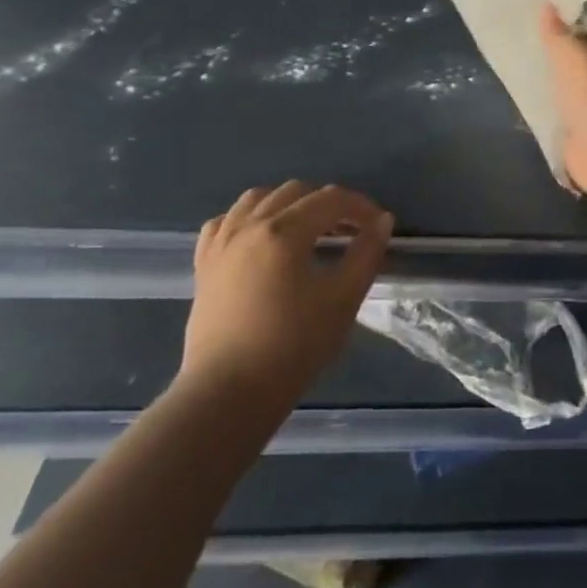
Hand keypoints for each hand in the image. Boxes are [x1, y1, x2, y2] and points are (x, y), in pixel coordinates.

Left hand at [180, 181, 392, 413]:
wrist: (228, 395)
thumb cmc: (293, 346)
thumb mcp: (343, 299)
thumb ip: (367, 253)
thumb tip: (381, 221)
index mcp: (284, 231)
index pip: (331, 199)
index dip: (360, 207)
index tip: (377, 226)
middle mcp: (250, 226)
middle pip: (297, 192)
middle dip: (328, 204)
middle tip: (348, 231)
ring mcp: (221, 243)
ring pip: (258, 198)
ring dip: (289, 204)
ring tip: (307, 229)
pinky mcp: (204, 265)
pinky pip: (226, 221)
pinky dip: (249, 218)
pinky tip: (261, 238)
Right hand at [538, 5, 586, 207]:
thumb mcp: (572, 54)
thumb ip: (557, 32)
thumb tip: (548, 4)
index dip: (569, 13)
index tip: (540, 5)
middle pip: (580, 54)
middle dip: (556, 47)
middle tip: (521, 34)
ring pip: (569, 83)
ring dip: (551, 78)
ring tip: (518, 64)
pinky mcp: (584, 131)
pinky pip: (561, 112)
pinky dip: (547, 107)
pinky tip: (525, 101)